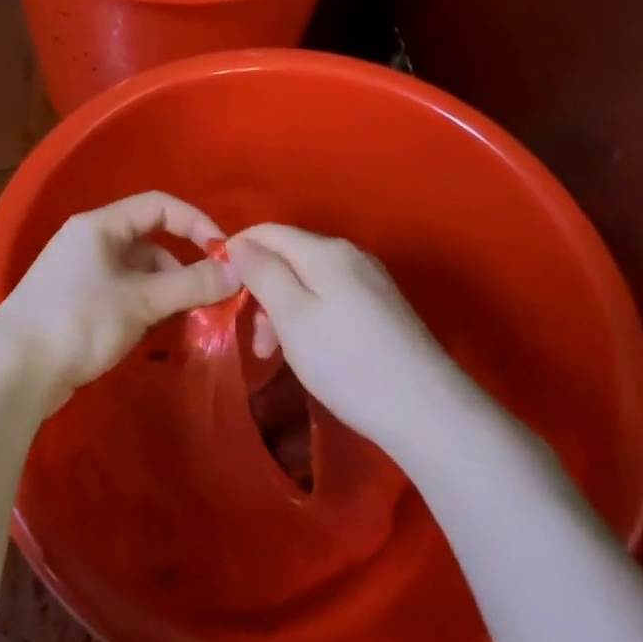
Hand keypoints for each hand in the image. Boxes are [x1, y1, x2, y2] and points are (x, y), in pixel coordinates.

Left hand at [0, 191, 240, 411]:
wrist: (11, 372)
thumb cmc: (77, 322)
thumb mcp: (140, 301)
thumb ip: (191, 285)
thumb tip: (238, 272)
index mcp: (99, 226)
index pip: (158, 206)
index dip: (195, 223)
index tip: (224, 254)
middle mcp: (89, 242)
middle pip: (149, 241)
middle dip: (181, 266)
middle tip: (208, 296)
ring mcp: (79, 275)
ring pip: (136, 272)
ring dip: (165, 290)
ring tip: (184, 319)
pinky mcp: (75, 305)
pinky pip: (121, 294)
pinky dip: (144, 306)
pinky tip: (154, 331)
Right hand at [224, 224, 480, 454]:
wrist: (425, 410)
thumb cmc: (346, 361)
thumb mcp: (292, 316)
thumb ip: (263, 273)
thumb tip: (241, 244)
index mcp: (326, 251)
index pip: (268, 231)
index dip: (237, 250)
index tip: (216, 286)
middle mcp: (351, 255)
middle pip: (289, 257)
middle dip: (261, 289)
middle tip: (253, 339)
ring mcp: (371, 281)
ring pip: (308, 281)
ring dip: (282, 310)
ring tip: (275, 355)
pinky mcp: (383, 308)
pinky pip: (330, 298)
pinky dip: (308, 318)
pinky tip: (309, 352)